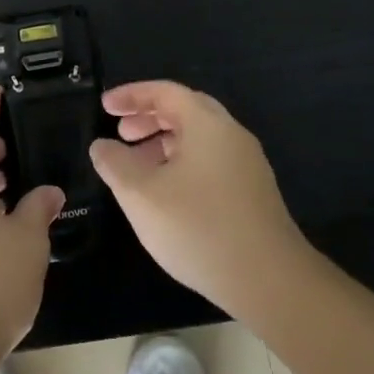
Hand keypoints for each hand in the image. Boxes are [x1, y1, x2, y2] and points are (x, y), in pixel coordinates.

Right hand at [90, 81, 305, 316]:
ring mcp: (247, 165)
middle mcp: (231, 135)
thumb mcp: (141, 194)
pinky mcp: (253, 193)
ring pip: (199, 139)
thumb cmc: (199, 227)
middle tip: (120, 133)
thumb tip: (102, 146)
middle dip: (148, 118)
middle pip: (185, 111)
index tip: (104, 106)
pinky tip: (166, 194)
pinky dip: (182, 163)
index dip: (131, 95)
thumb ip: (115, 163)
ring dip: (164, 142)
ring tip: (137, 167)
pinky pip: (211, 161)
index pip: (165, 92)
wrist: (270, 282)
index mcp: (207, 124)